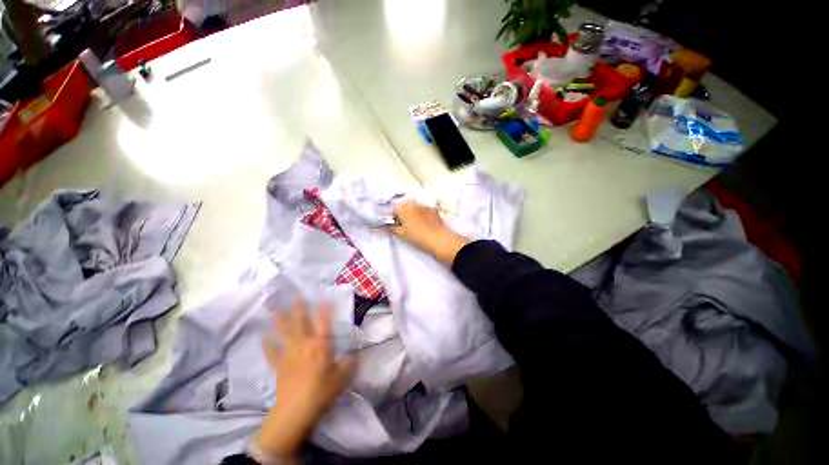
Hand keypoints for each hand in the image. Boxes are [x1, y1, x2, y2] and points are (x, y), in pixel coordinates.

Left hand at [255, 300, 355, 456]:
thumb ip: (349, 363)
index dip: (324, 308)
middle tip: (294, 295)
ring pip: (284, 333)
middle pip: (300, 322)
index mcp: (321, 345)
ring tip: (275, 308)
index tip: (323, 296)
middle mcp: (305, 344)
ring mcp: (289, 353)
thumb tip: (354, 354)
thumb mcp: (342, 377)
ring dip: (279, 320)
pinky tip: (263, 336)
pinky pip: (272, 352)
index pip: (324, 322)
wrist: (296, 411)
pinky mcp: (279, 365)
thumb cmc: (322, 391)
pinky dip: (267, 344)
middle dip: (298, 308)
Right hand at [388, 200, 469, 264]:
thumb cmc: (417, 236)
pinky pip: (424, 209)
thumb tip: (385, 227)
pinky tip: (424, 222)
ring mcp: (424, 205)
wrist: (438, 238)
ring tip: (415, 223)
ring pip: (415, 206)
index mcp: (403, 208)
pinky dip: (422, 213)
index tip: (395, 223)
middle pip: (405, 204)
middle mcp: (413, 203)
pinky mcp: (433, 209)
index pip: (394, 207)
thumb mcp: (402, 234)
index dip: (393, 215)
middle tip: (404, 223)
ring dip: (412, 212)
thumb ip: (392, 228)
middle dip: (403, 212)